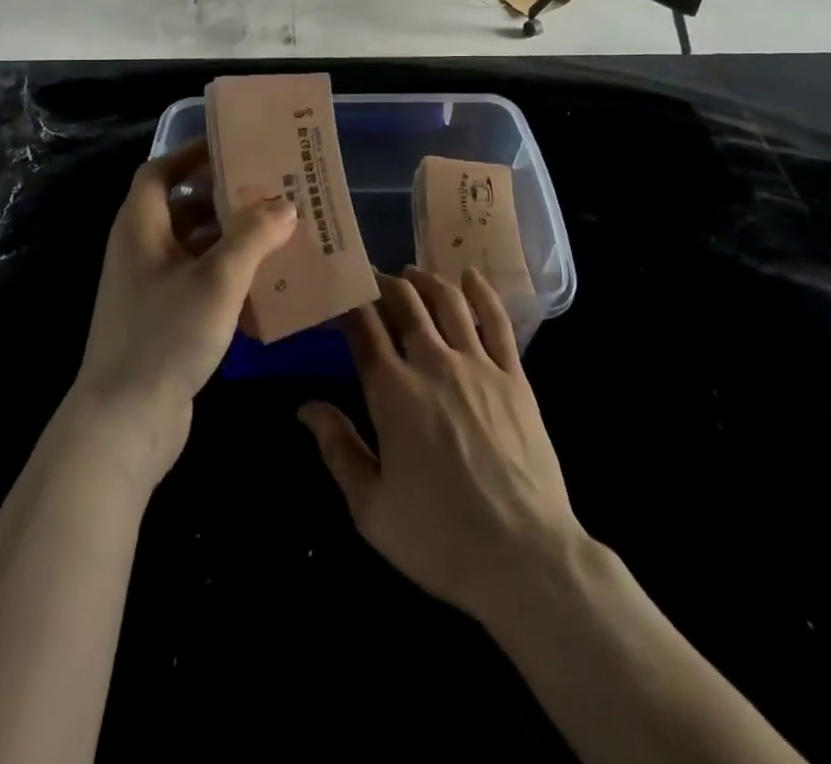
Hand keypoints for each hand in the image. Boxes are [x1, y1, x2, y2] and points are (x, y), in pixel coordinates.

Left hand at [71, 138, 296, 482]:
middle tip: (271, 191)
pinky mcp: (163, 323)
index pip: (160, 172)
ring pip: (195, 249)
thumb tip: (284, 203)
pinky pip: (199, 284)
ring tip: (279, 233)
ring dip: (232, 240)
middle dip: (225, 199)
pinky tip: (266, 285)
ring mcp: (149, 290)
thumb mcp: (218, 278)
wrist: (124, 423)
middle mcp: (140, 251)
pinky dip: (228, 277)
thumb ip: (253, 235)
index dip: (192, 154)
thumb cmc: (166, 334)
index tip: (233, 147)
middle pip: (183, 209)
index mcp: (140, 227)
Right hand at [299, 267, 585, 624]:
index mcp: (393, 392)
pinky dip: (482, 293)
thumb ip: (337, 449)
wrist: (524, 558)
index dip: (348, 302)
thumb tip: (306, 407)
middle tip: (371, 278)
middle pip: (405, 303)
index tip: (337, 291)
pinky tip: (471, 277)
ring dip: (425, 280)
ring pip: (448, 301)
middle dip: (383, 283)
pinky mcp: (514, 377)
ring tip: (411, 273)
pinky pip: (498, 321)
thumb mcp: (370, 507)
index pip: (363, 327)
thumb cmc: (439, 538)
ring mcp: (478, 366)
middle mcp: (433, 364)